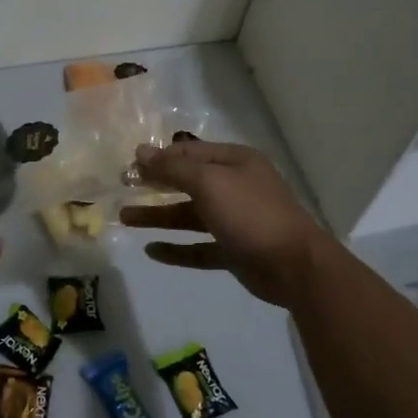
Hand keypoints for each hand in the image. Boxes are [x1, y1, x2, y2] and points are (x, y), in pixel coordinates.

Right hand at [119, 141, 330, 307]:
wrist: (294, 265)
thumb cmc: (251, 214)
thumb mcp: (209, 183)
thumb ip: (174, 168)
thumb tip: (141, 152)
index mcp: (235, 162)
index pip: (190, 152)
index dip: (159, 157)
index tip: (129, 166)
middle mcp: (235, 187)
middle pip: (188, 182)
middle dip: (156, 185)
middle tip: (122, 188)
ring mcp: (235, 221)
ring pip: (189, 216)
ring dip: (158, 216)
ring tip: (125, 218)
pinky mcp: (234, 251)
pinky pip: (198, 248)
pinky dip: (176, 249)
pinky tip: (151, 251)